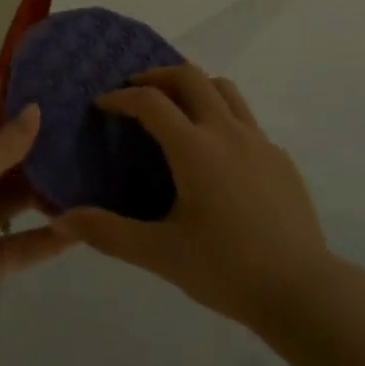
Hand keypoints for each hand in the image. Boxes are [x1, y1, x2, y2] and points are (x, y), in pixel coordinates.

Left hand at [0, 81, 73, 333]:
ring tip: (78, 172)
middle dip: (23, 143)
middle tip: (64, 129)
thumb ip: (1, 146)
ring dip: (40, 187)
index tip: (15, 90)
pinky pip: (23, 240)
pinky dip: (48, 234)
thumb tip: (35, 109)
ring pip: (11, 197)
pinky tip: (78, 225)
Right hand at [53, 65, 335, 330]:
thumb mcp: (160, 254)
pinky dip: (222, 116)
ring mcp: (259, 141)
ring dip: (195, 86)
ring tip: (177, 109)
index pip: (151, 102)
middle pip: (190, 76)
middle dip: (158, 75)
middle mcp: (227, 131)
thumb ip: (109, 233)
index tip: (103, 105)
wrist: (302, 290)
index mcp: (195, 148)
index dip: (122, 97)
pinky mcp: (280, 158)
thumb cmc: (226, 269)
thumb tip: (62, 219)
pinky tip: (216, 154)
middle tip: (137, 91)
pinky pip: (246, 119)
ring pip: (224, 89)